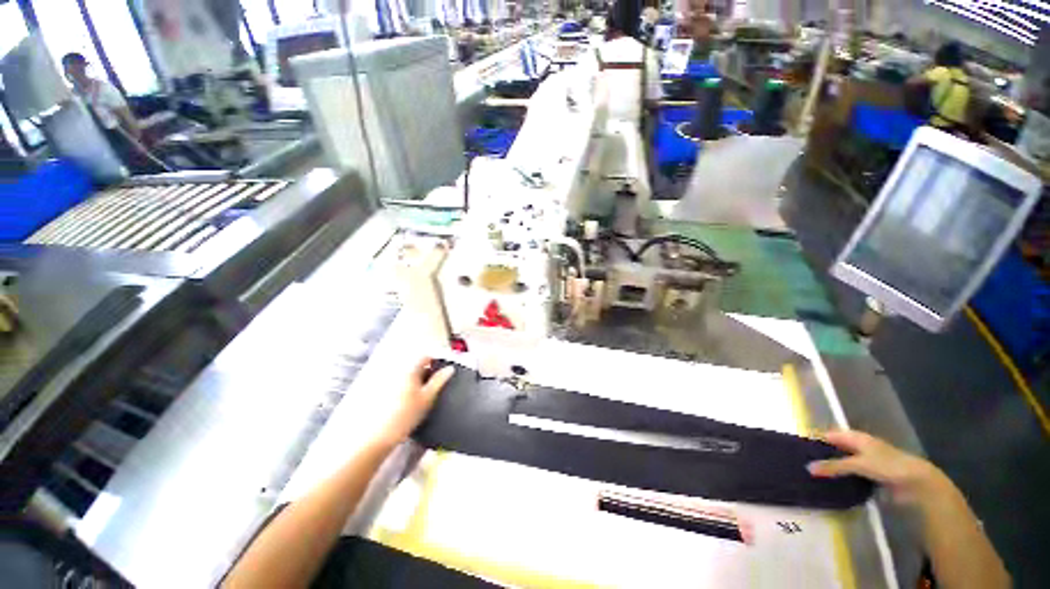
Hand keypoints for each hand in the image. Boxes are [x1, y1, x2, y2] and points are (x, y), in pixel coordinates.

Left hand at [367, 357, 454, 450]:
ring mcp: (387, 381)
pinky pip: (398, 383)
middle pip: (416, 365)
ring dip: (416, 381)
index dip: (436, 361)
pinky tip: (408, 402)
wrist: (380, 435)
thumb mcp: (428, 397)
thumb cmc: (404, 416)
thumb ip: (440, 380)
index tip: (442, 370)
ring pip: (407, 375)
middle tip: (433, 386)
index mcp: (409, 370)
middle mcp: (396, 371)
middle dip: (426, 372)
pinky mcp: (381, 391)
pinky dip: (406, 388)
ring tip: (421, 396)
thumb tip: (450, 369)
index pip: (425, 356)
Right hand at [808, 430, 947, 504]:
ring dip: (833, 468)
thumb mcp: (858, 464)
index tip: (799, 449)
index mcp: (856, 437)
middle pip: (836, 448)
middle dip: (823, 455)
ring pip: (844, 462)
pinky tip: (834, 485)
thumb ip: (834, 466)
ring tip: (815, 476)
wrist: (916, 482)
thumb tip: (808, 467)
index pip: (830, 435)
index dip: (816, 440)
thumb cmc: (887, 465)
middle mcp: (859, 446)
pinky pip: (852, 474)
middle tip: (804, 464)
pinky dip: (843, 478)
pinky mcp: (872, 475)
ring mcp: (867, 461)